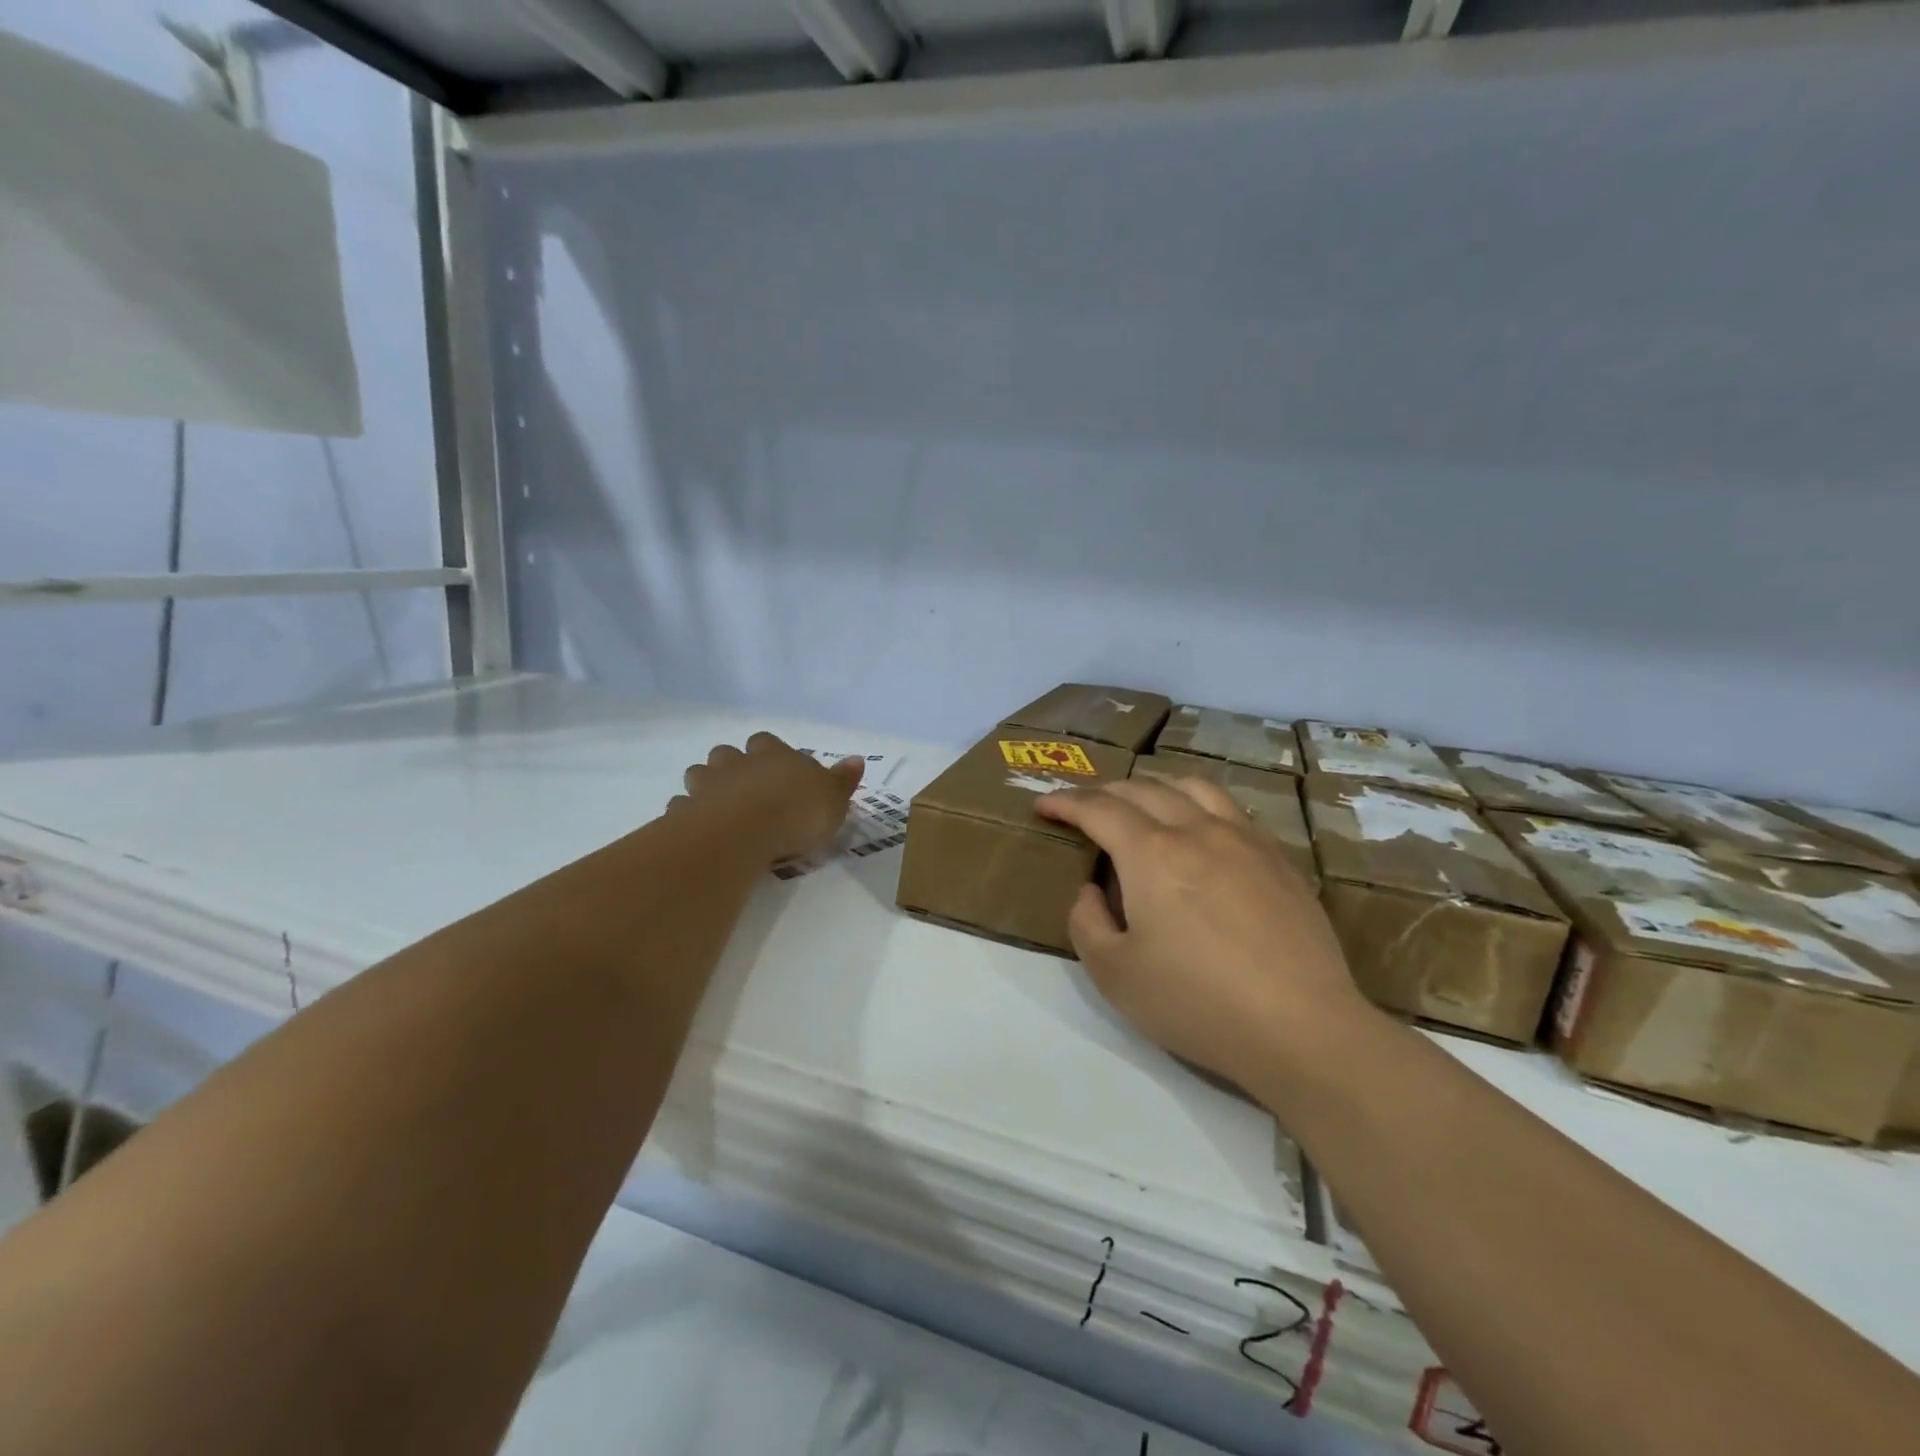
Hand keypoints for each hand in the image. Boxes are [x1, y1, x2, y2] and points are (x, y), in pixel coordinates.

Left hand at [674, 733, 863, 865]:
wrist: (743, 832)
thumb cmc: (797, 812)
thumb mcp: (834, 799)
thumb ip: (843, 780)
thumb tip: (858, 759)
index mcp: (773, 755)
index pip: (767, 741)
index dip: (770, 753)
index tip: (777, 769)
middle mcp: (737, 763)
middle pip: (727, 753)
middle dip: (733, 765)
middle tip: (746, 788)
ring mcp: (706, 786)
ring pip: (699, 775)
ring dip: (707, 786)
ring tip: (721, 809)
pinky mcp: (685, 813)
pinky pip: (682, 808)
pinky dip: (689, 816)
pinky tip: (700, 831)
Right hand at [1036, 777, 1370, 1089]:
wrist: (1301, 1027)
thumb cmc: (1197, 1003)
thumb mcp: (1114, 975)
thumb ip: (1086, 923)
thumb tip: (1091, 890)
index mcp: (1151, 853)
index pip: (1098, 809)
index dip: (1065, 802)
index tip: (1044, 805)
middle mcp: (1196, 830)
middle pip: (1143, 789)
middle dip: (1104, 793)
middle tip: (1084, 808)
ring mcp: (1244, 839)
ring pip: (1192, 788)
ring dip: (1155, 786)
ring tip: (1142, 804)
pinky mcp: (1279, 858)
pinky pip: (1230, 809)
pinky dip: (1199, 804)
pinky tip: (1200, 830)